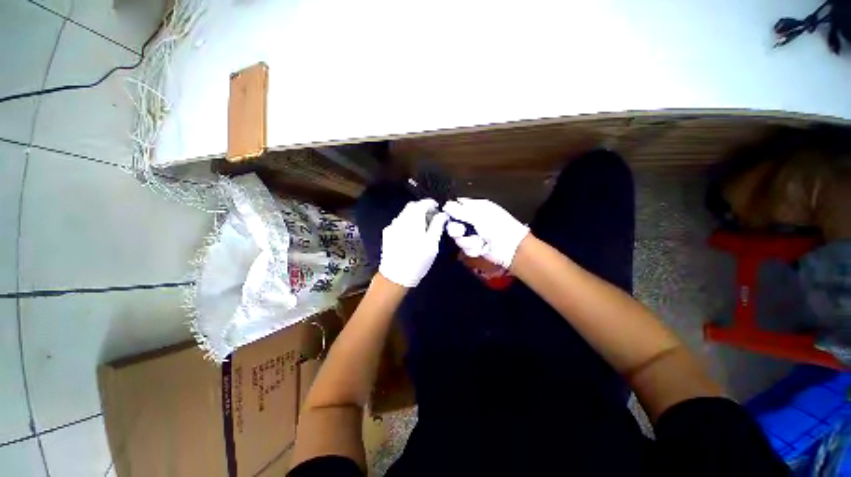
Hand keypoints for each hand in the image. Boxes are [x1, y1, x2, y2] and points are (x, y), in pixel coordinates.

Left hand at [378, 199, 448, 287]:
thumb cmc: (417, 261)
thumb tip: (442, 214)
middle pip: (411, 207)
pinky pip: (399, 222)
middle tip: (431, 217)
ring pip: (404, 214)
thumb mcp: (432, 244)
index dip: (430, 203)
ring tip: (423, 226)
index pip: (422, 204)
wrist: (395, 276)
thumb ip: (437, 226)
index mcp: (413, 221)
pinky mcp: (387, 234)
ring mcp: (392, 226)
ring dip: (414, 215)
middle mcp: (400, 220)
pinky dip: (407, 222)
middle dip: (422, 208)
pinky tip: (411, 234)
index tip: (437, 208)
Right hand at [443, 198, 529, 268]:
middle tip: (463, 231)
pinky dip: (473, 249)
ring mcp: (472, 233)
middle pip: (453, 223)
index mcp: (476, 207)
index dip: (450, 210)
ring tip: (479, 242)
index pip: (457, 205)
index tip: (447, 216)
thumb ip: (461, 211)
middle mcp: (472, 219)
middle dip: (457, 229)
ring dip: (468, 241)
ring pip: (458, 237)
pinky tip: (482, 248)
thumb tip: (445, 205)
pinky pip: (465, 248)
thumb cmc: (497, 227)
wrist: (511, 249)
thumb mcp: (479, 216)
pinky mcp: (473, 246)